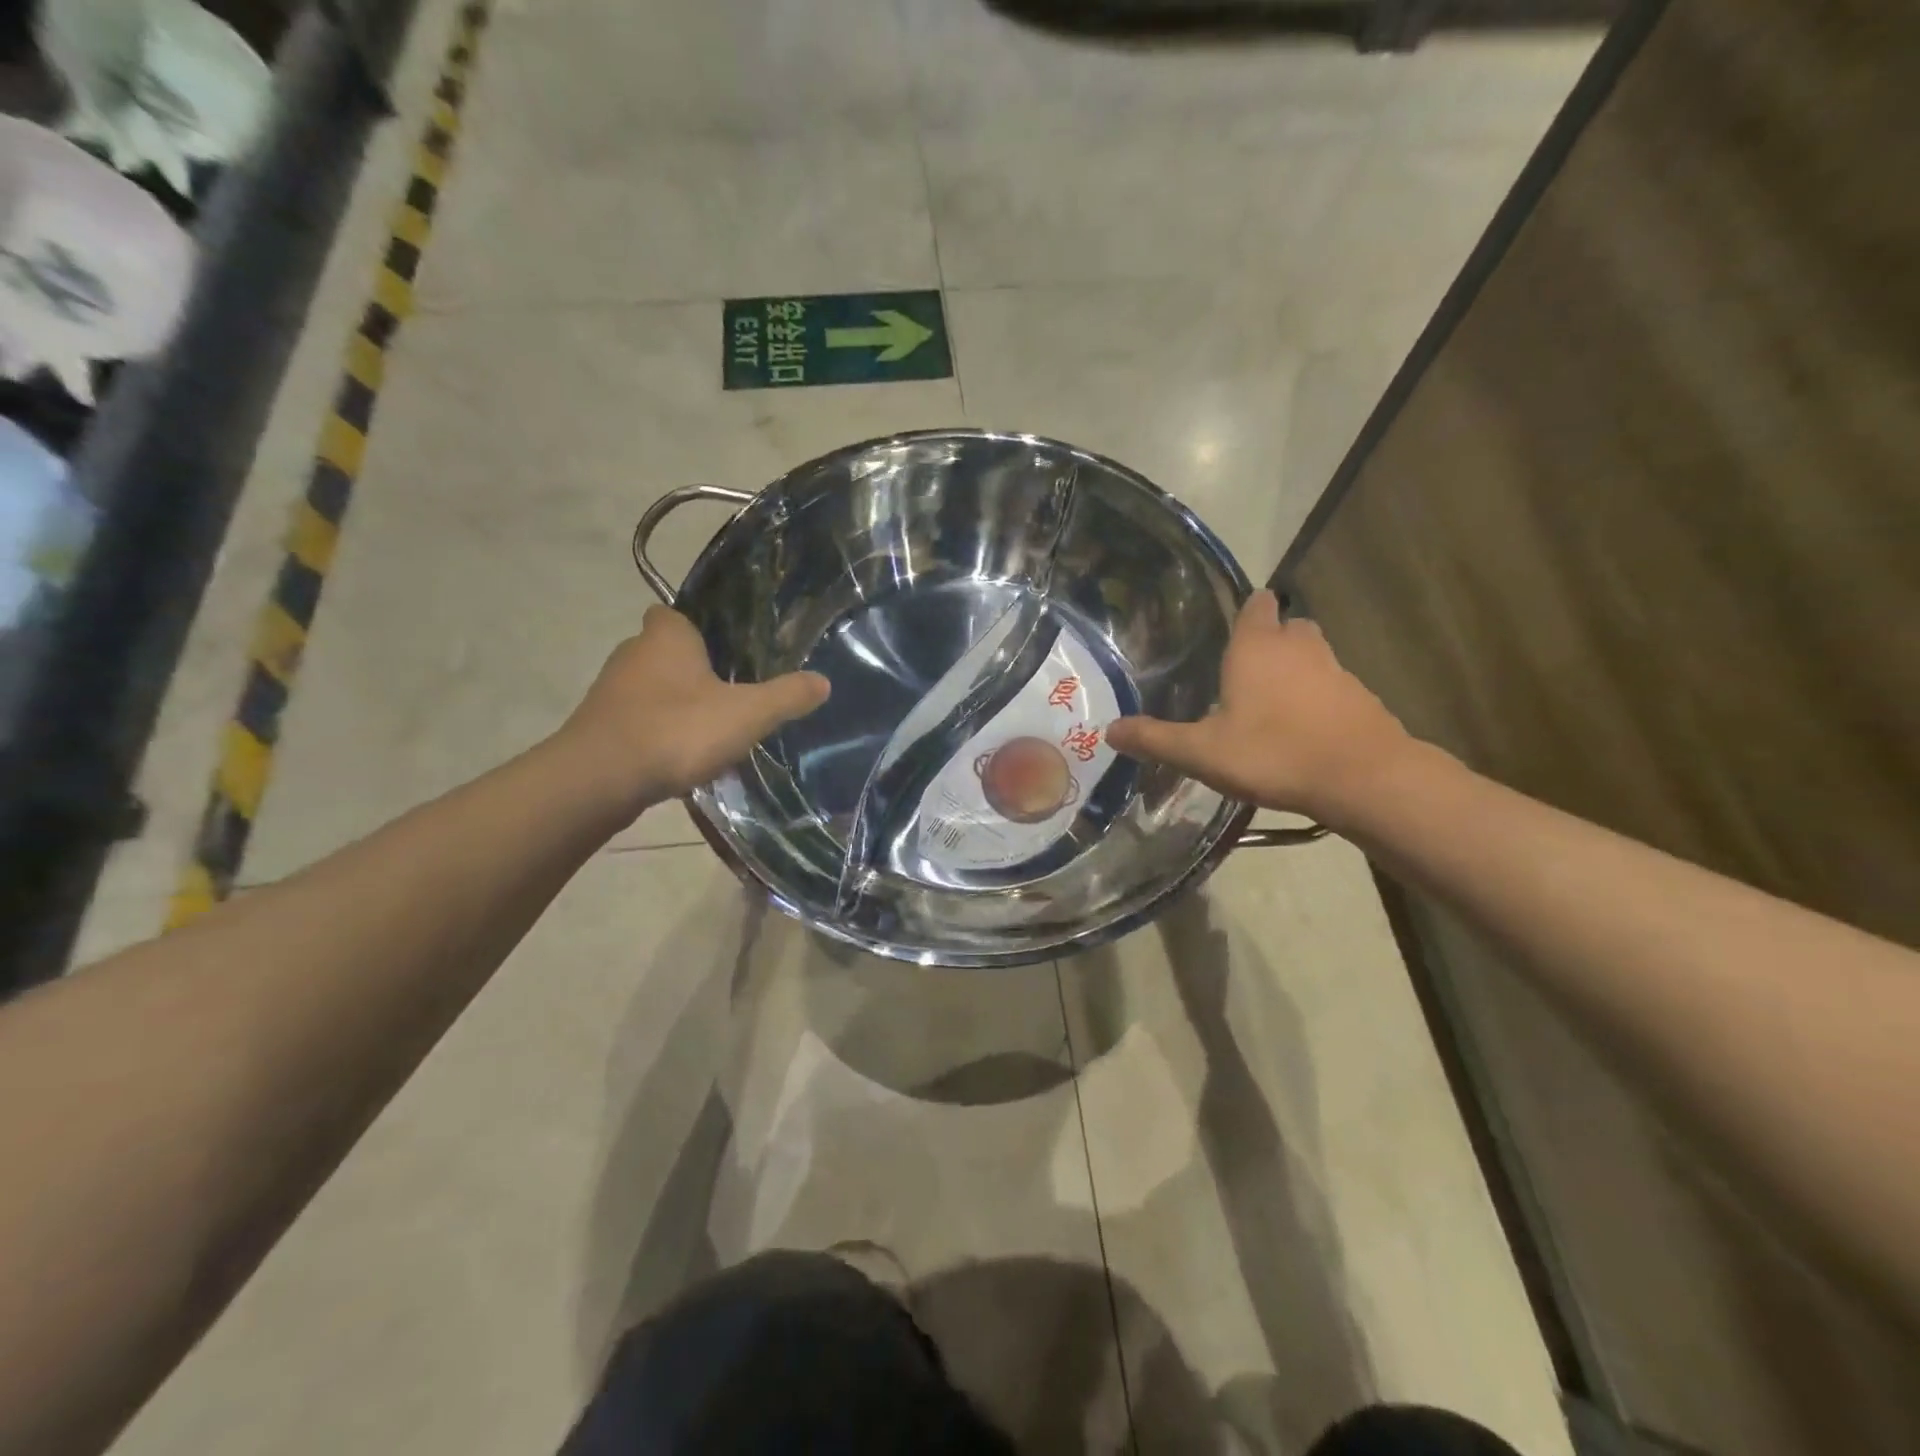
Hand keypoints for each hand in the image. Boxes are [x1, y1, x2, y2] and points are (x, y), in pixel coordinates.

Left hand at [556, 607, 829, 812]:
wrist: (600, 779)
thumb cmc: (677, 730)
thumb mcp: (747, 714)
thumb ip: (787, 696)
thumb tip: (824, 681)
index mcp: (667, 636)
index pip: (675, 613)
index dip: (698, 628)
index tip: (723, 648)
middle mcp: (632, 654)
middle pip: (664, 651)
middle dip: (691, 669)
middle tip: (729, 691)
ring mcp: (610, 692)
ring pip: (649, 688)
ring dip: (674, 703)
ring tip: (709, 728)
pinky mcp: (599, 728)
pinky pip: (636, 720)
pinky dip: (656, 731)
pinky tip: (679, 755)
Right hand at [1106, 590, 1412, 824]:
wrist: (1363, 778)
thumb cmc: (1273, 753)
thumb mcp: (1201, 752)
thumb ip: (1155, 739)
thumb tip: (1109, 730)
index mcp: (1257, 647)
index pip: (1256, 603)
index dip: (1246, 611)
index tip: (1229, 631)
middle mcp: (1299, 647)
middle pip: (1287, 626)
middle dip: (1270, 640)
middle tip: (1244, 673)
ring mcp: (1336, 670)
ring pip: (1312, 656)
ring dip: (1295, 671)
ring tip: (1270, 705)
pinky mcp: (1361, 698)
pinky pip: (1332, 687)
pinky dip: (1318, 699)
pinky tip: (1302, 731)